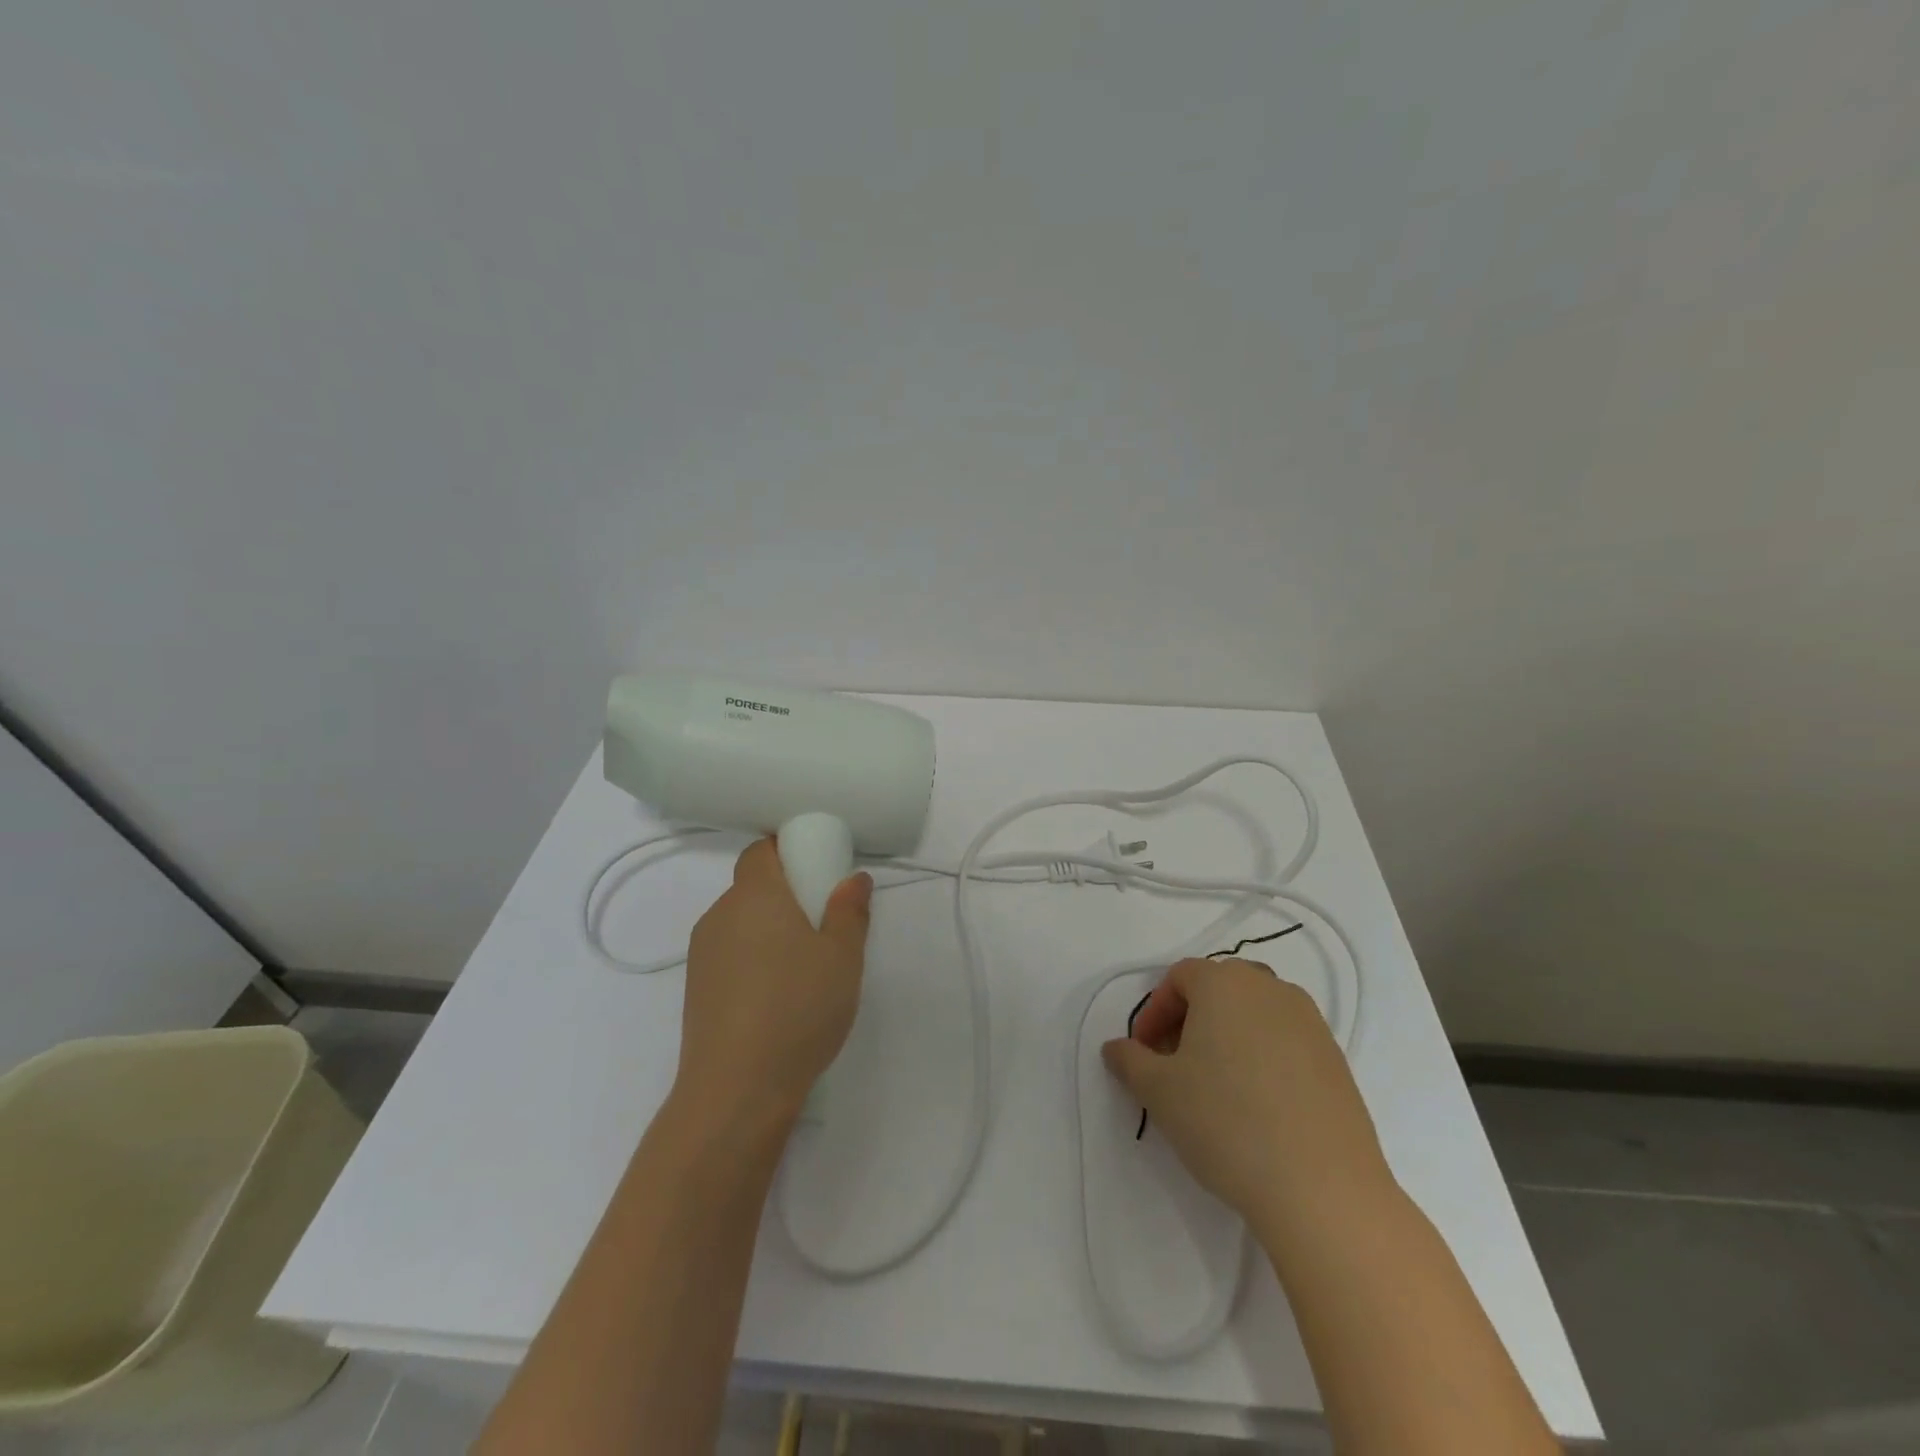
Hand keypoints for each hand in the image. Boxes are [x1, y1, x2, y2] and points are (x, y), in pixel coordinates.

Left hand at [673, 839, 872, 1125]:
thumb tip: (852, 878)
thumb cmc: (798, 1008)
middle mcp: (720, 914)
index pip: (760, 850)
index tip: (817, 870)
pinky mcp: (695, 989)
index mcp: (754, 895)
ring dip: (768, 929)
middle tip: (822, 922)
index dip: (786, 851)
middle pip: (751, 886)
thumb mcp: (843, 957)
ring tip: (802, 966)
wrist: (736, 1089)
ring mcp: (702, 953)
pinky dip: (753, 958)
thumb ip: (850, 910)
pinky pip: (729, 954)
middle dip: (785, 894)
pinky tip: (776, 995)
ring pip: (740, 922)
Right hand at [1102, 957, 1389, 1231]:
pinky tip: (1257, 1105)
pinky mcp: (1336, 1060)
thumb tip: (1116, 1048)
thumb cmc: (1226, 1123)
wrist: (1322, 1189)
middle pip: (1219, 988)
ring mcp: (1310, 1023)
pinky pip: (1286, 1042)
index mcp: (1225, 983)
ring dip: (1228, 1036)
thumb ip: (1129, 1060)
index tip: (1144, 1054)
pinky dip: (1263, 1058)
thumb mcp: (1158, 1092)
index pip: (1179, 977)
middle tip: (1175, 1064)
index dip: (1154, 1012)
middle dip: (1191, 1019)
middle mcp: (1270, 989)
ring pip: (1255, 1014)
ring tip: (1215, 1085)